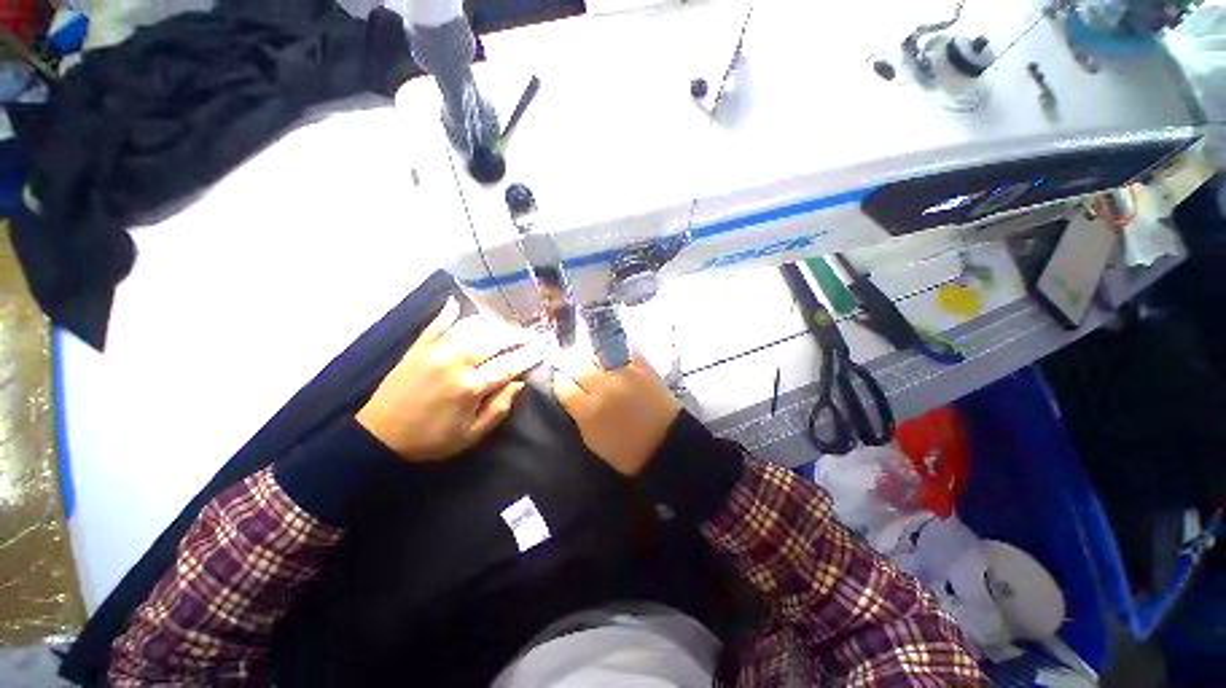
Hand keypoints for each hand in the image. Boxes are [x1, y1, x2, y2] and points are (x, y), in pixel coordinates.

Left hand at [356, 298, 541, 461]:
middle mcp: (455, 364)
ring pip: (469, 327)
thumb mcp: (471, 435)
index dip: (528, 356)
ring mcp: (435, 352)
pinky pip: (435, 324)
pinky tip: (456, 302)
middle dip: (515, 336)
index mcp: (470, 388)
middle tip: (528, 335)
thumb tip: (518, 383)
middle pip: (493, 341)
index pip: (508, 365)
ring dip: (491, 324)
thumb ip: (498, 409)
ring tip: (504, 325)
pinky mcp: (418, 348)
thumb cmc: (431, 439)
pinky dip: (447, 312)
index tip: (541, 350)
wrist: (379, 436)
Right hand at [552, 351, 680, 475]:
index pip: (563, 385)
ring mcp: (624, 373)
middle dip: (571, 364)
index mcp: (588, 411)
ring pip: (597, 352)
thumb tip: (570, 394)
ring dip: (589, 353)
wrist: (666, 443)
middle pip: (577, 364)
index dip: (559, 381)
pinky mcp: (642, 365)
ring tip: (589, 357)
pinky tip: (609, 349)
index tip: (560, 380)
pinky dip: (614, 346)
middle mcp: (603, 387)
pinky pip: (622, 347)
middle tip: (571, 365)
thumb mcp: (593, 440)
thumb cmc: (627, 451)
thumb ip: (578, 415)